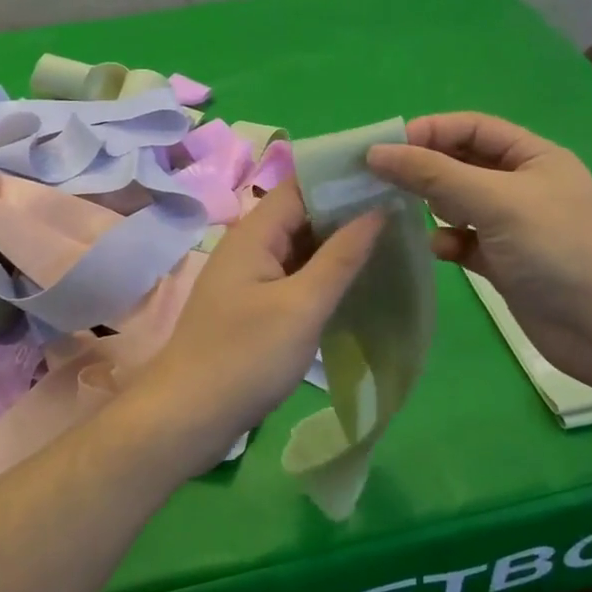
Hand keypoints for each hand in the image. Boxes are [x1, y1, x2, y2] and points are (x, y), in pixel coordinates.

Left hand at [122, 179, 383, 475]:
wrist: (187, 417)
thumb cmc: (246, 357)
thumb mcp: (302, 306)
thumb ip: (341, 256)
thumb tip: (377, 209)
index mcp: (255, 233)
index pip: (302, 184)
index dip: (343, 176)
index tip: (391, 174)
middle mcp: (249, 245)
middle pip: (302, 213)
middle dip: (348, 209)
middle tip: (403, 209)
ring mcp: (250, 277)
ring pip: (300, 246)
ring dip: (338, 243)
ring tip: (392, 237)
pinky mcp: (253, 305)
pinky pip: (294, 275)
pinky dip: (323, 272)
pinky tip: (357, 280)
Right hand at [366, 113, 591, 406]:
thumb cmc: (558, 250)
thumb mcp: (496, 201)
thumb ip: (434, 175)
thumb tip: (377, 152)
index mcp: (532, 156)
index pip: (472, 128)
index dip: (429, 131)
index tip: (384, 148)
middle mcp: (522, 185)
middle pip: (462, 164)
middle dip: (424, 169)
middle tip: (380, 181)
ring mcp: (514, 226)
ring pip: (459, 204)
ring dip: (433, 206)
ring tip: (404, 213)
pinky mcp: (505, 263)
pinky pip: (465, 241)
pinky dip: (448, 241)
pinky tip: (441, 250)